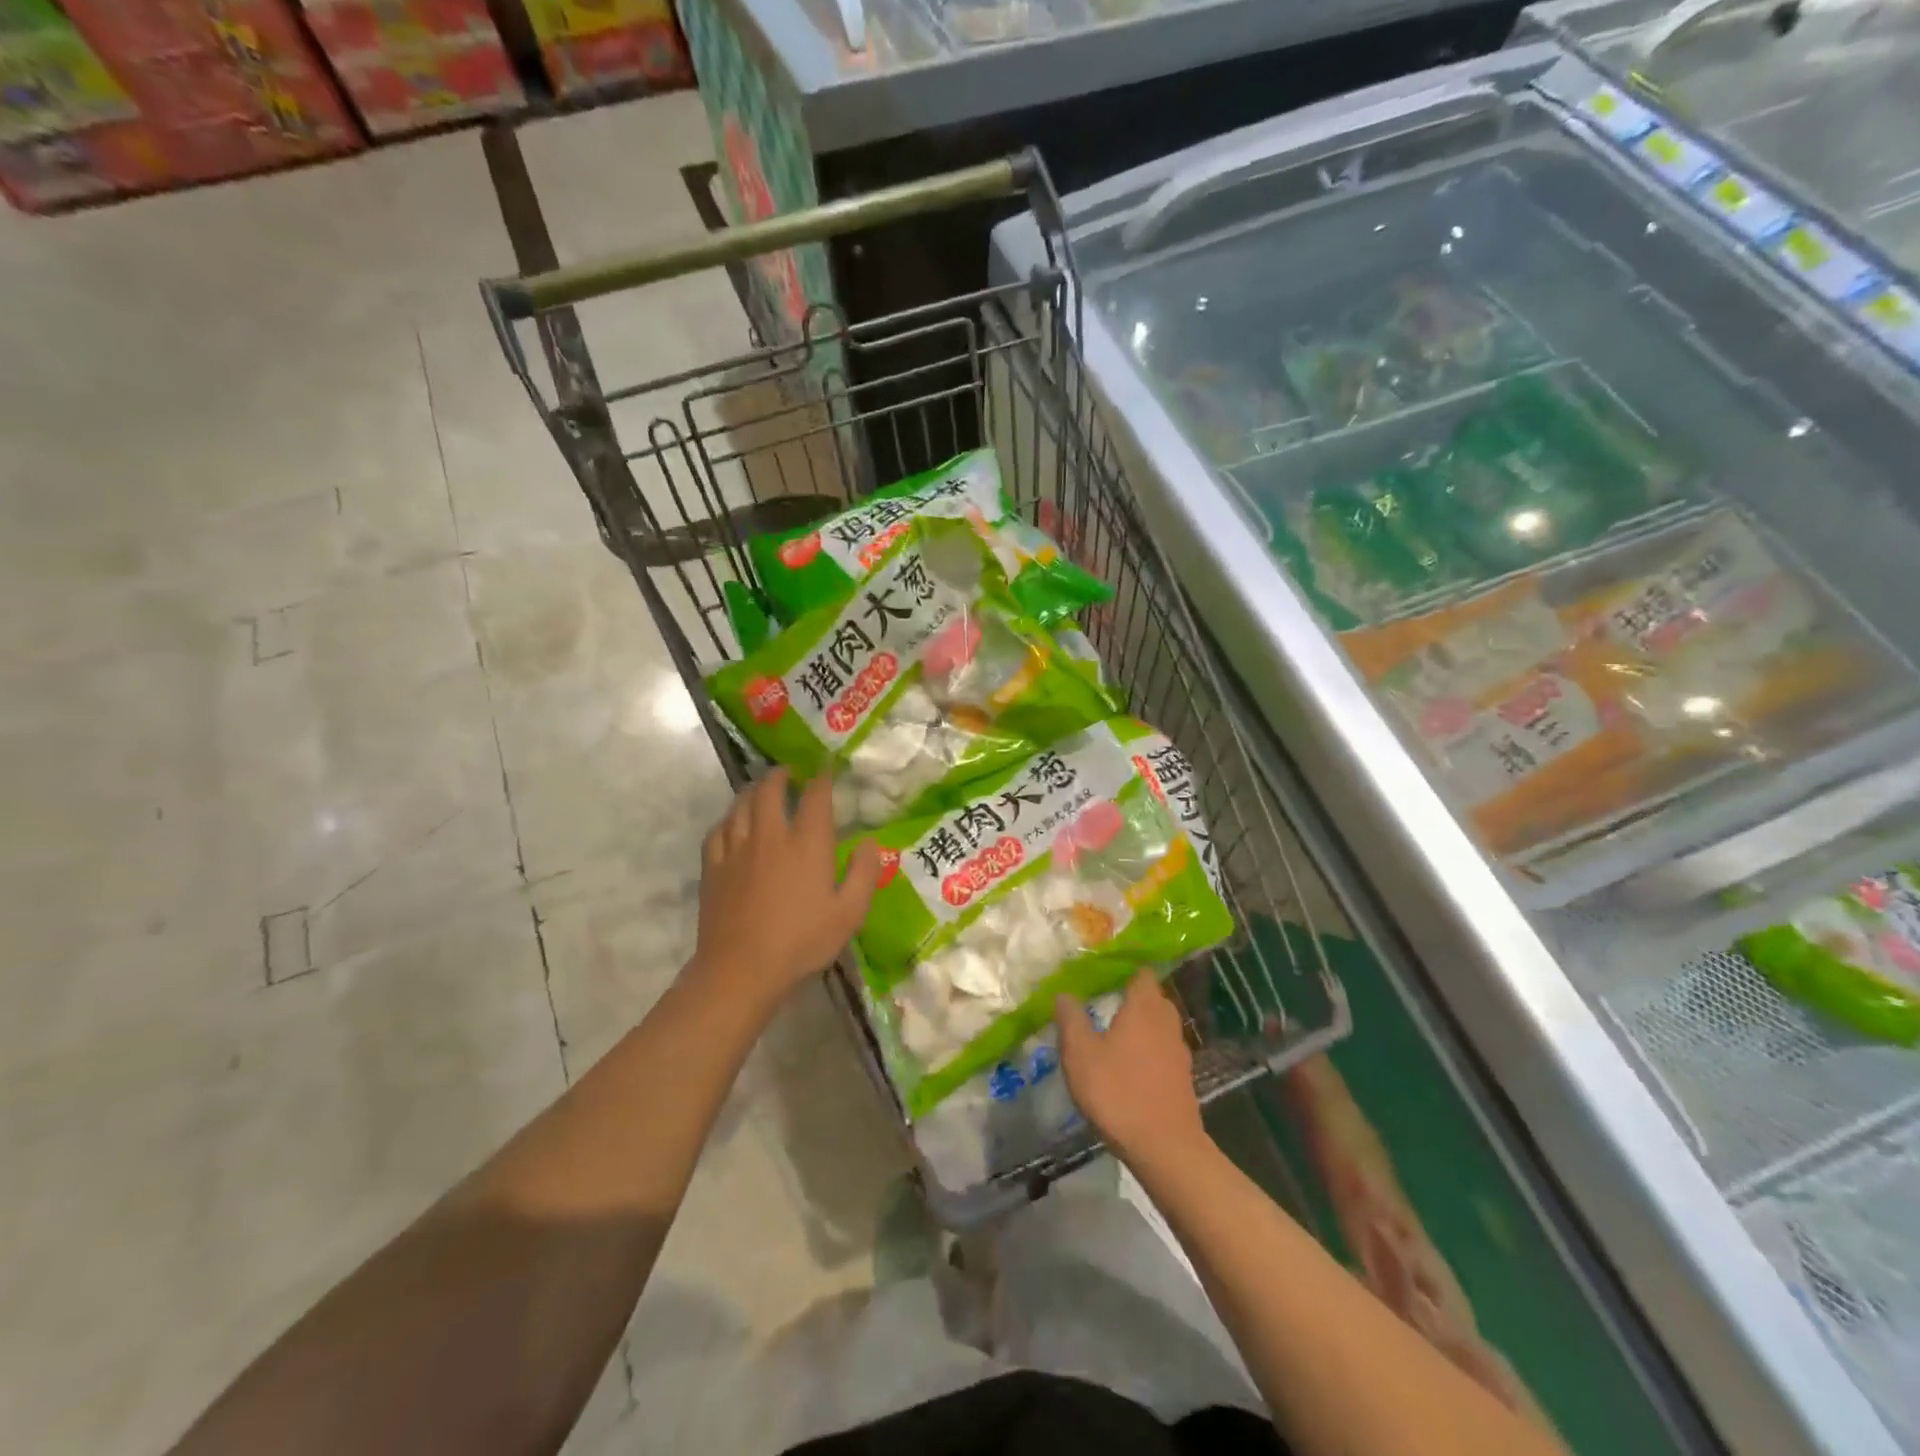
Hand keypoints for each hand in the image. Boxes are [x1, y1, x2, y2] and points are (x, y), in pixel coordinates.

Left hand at [692, 770, 882, 1013]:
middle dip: (781, 775)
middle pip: (770, 790)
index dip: (821, 778)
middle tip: (789, 773)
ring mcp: (736, 849)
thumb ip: (864, 873)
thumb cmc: (802, 942)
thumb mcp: (849, 913)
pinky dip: (729, 819)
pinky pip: (718, 829)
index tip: (825, 769)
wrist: (741, 969)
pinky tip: (732, 823)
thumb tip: (869, 842)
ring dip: (753, 791)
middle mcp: (770, 835)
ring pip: (741, 804)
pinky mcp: (713, 867)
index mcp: (807, 843)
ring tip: (761, 790)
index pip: (814, 797)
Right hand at [1056, 971, 1206, 1168]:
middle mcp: (1166, 1021)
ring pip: (1158, 1025)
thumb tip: (1065, 993)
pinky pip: (1163, 1050)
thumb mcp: (1080, 1054)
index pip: (1141, 973)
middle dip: (1130, 996)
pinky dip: (1147, 1049)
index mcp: (1144, 1007)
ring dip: (1139, 1025)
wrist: (1165, 1148)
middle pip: (1152, 997)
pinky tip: (1129, 1065)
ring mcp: (1178, 1051)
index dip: (1124, 969)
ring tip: (1112, 1033)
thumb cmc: (1118, 1092)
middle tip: (1103, 1001)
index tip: (1102, 972)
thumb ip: (1071, 1018)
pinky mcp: (1182, 1078)